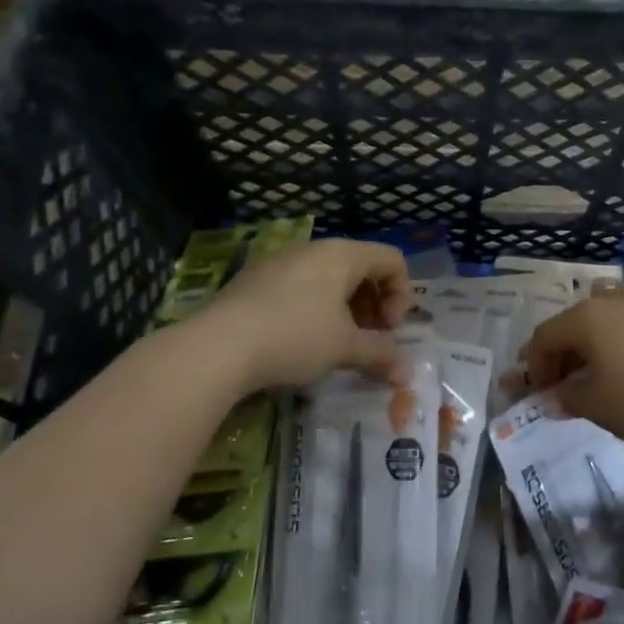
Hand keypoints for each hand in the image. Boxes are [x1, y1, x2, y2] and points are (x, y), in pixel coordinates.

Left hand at [195, 239, 411, 391]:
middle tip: (369, 341)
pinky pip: (300, 288)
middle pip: (361, 268)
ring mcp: (280, 262)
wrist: (217, 347)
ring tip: (337, 345)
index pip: (391, 260)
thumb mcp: (344, 348)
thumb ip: (380, 355)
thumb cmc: (294, 337)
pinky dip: (315, 310)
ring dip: (346, 311)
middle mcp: (313, 249)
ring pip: (328, 279)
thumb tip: (406, 373)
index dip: (401, 296)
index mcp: (342, 255)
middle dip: (374, 306)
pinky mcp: (254, 281)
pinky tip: (301, 343)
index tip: (389, 330)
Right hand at [521, 289, 623, 455]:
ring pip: (610, 321)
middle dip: (564, 355)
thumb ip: (567, 399)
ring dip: (596, 346)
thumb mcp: (598, 407)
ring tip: (601, 377)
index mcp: (588, 317)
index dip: (534, 366)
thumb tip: (553, 398)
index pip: (545, 336)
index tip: (537, 393)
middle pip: (576, 323)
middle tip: (563, 386)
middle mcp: (616, 299)